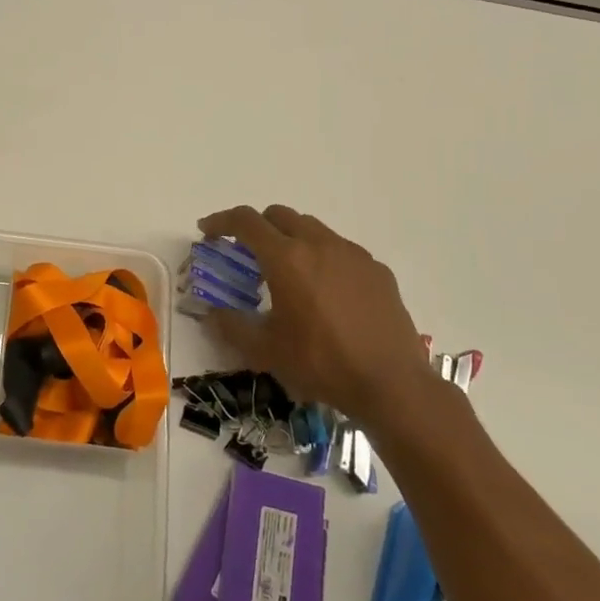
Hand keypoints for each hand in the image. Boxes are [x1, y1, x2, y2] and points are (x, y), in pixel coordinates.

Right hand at [196, 205, 435, 424]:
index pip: (246, 221)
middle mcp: (319, 245)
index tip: (207, 231)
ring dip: (291, 238)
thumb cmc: (320, 363)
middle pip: (279, 215)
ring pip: (312, 228)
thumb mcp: (265, 350)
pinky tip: (325, 291)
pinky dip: (322, 257)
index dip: (221, 221)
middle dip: (257, 225)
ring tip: (287, 270)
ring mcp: (353, 255)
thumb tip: (212, 314)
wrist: (391, 384)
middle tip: (246, 251)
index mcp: (286, 259)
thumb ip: (231, 326)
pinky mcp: (378, 271)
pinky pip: (341, 250)